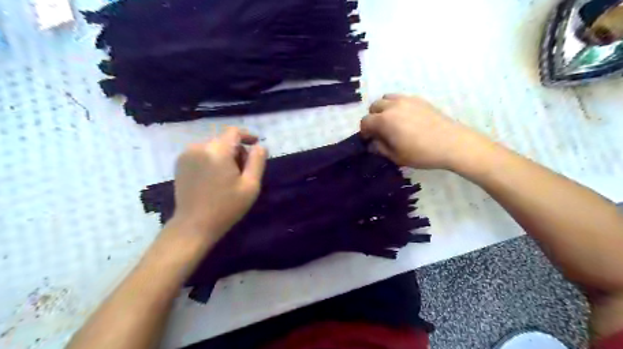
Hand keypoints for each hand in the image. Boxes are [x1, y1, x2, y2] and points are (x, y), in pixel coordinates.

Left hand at [169, 126, 266, 240]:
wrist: (194, 225)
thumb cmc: (226, 207)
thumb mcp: (250, 186)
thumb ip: (258, 162)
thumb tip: (260, 146)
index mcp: (217, 151)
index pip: (234, 132)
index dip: (247, 135)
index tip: (256, 144)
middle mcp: (199, 147)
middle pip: (224, 140)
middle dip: (237, 150)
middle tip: (244, 170)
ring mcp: (187, 154)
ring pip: (213, 146)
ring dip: (224, 155)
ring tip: (229, 176)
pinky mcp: (180, 163)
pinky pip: (202, 153)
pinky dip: (212, 159)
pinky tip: (215, 177)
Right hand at [360, 94, 485, 169]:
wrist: (452, 144)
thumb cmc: (421, 153)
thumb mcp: (396, 156)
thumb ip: (380, 148)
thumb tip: (372, 144)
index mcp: (384, 120)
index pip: (365, 122)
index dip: (364, 132)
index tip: (369, 140)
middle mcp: (393, 106)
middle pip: (374, 106)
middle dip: (373, 118)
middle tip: (380, 131)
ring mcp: (407, 100)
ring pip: (387, 98)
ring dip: (384, 109)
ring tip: (391, 121)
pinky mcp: (419, 100)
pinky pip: (401, 98)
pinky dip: (397, 105)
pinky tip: (406, 118)